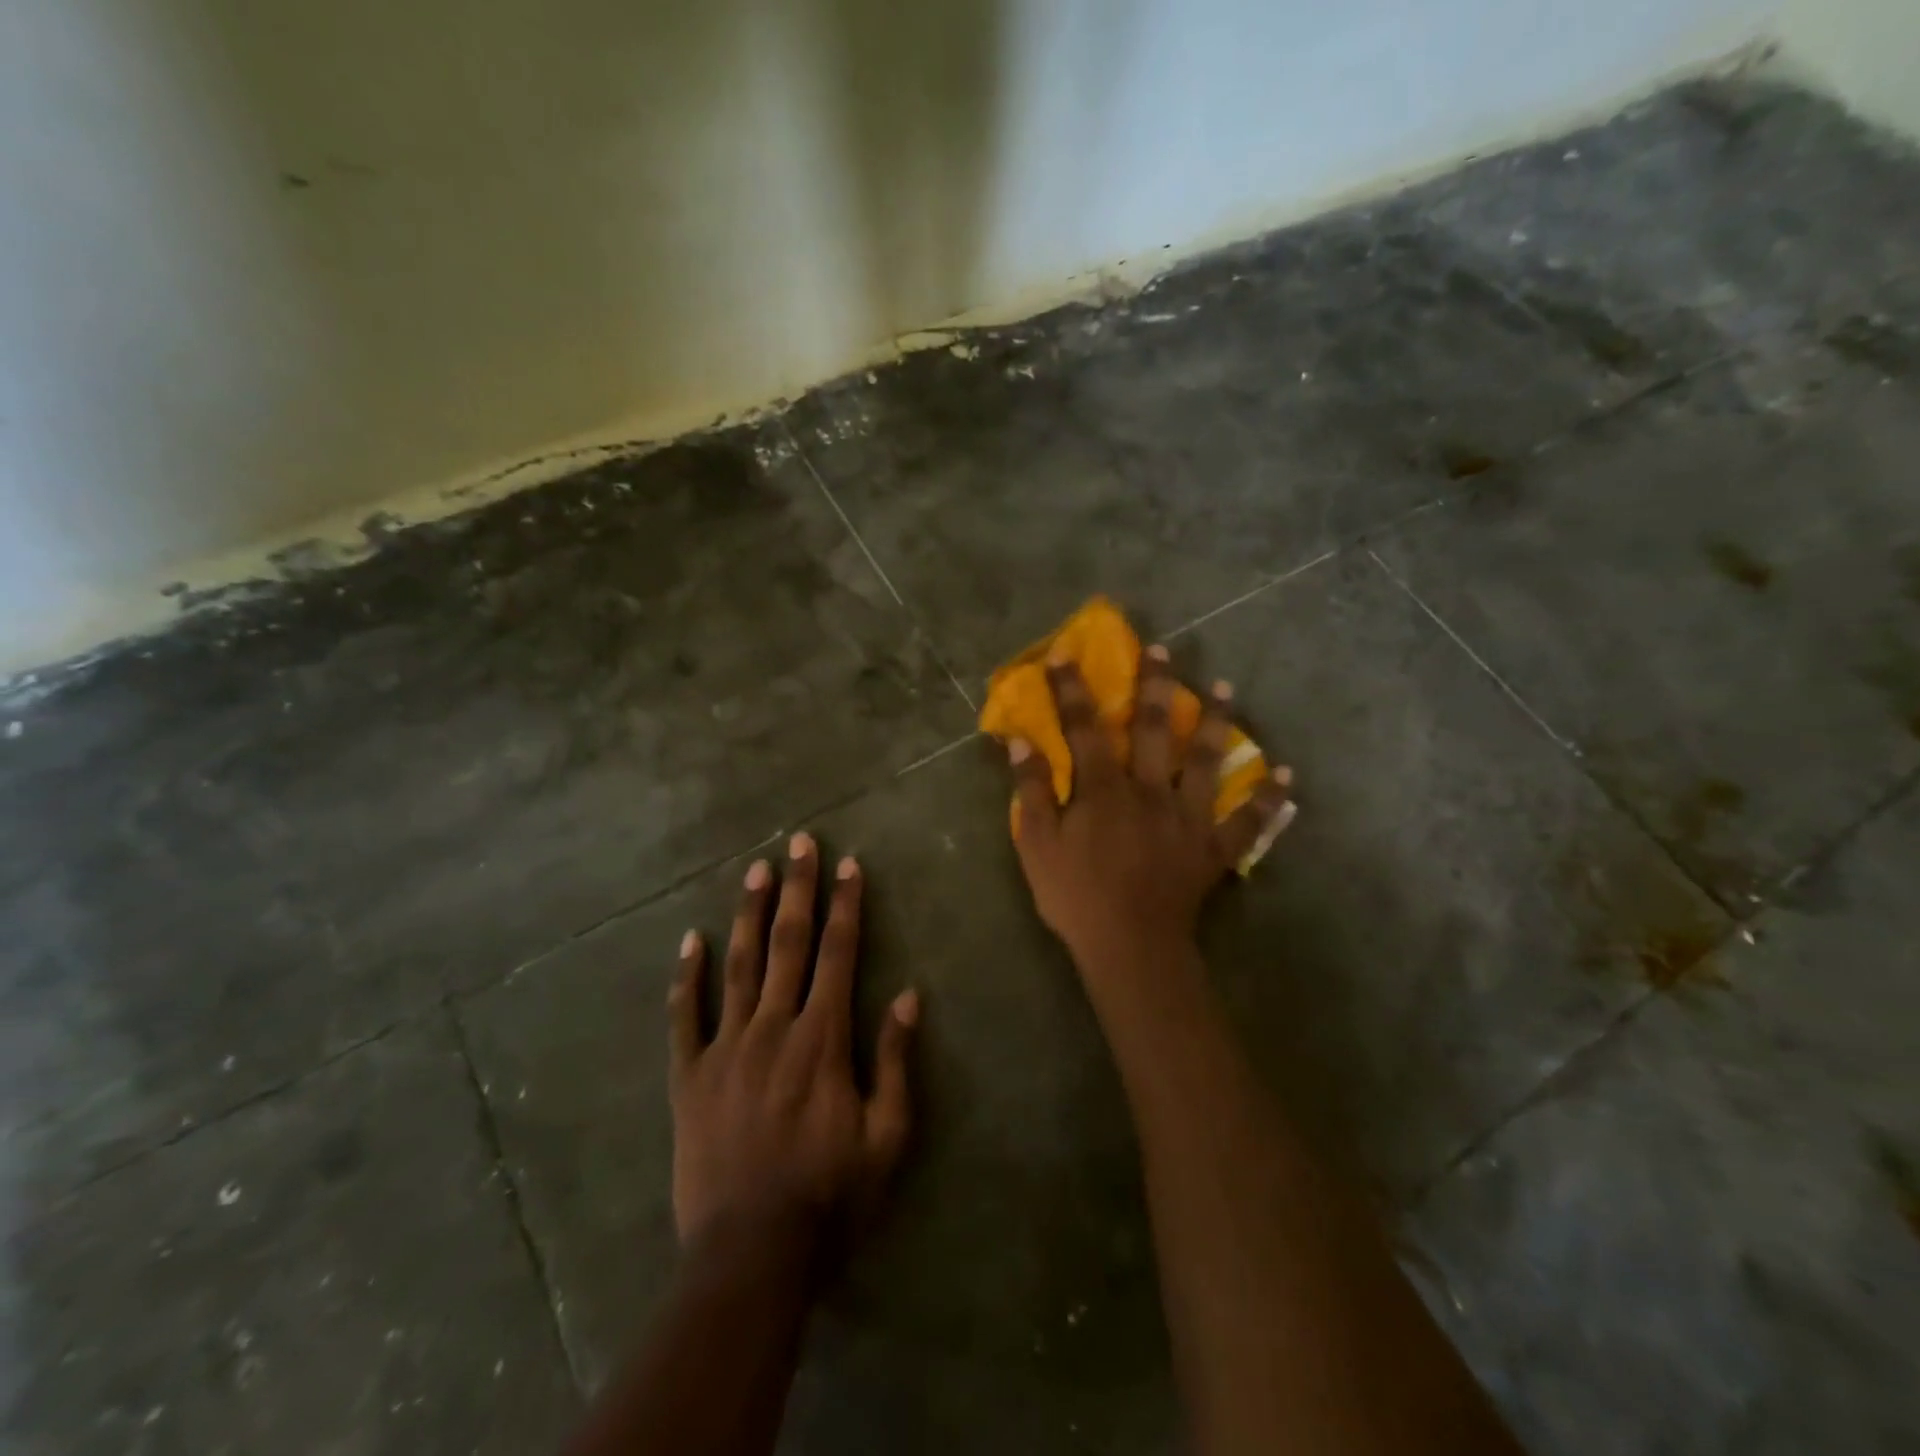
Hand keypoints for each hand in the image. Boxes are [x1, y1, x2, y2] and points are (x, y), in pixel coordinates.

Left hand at [668, 834, 917, 1252]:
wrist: (750, 1256)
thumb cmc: (830, 1197)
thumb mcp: (887, 1136)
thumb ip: (895, 1061)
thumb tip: (907, 995)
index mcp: (823, 1038)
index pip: (839, 954)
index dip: (846, 906)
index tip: (848, 866)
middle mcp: (774, 1027)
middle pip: (788, 943)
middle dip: (797, 889)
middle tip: (799, 842)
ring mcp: (725, 1048)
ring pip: (739, 965)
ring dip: (748, 913)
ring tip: (754, 869)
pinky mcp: (689, 1076)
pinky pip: (684, 1016)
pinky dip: (686, 976)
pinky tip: (690, 940)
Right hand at [1007, 647, 1294, 973]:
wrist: (1130, 948)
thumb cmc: (1076, 896)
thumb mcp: (1037, 844)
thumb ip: (1031, 790)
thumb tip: (1021, 741)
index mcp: (1104, 789)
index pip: (1084, 727)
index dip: (1072, 689)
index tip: (1065, 654)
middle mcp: (1150, 790)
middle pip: (1154, 729)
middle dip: (1154, 685)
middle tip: (1162, 650)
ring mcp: (1188, 817)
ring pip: (1206, 759)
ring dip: (1215, 720)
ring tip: (1224, 687)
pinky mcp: (1213, 848)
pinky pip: (1247, 821)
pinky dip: (1267, 800)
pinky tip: (1286, 778)